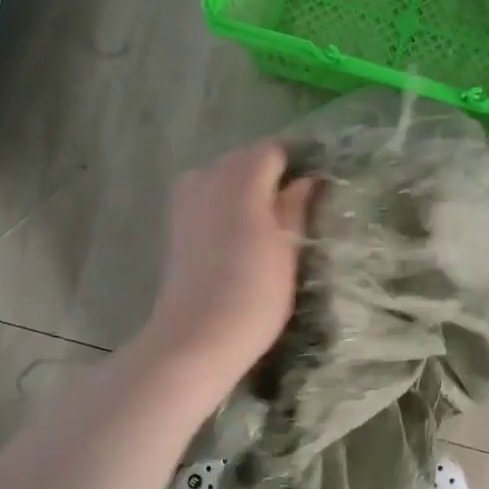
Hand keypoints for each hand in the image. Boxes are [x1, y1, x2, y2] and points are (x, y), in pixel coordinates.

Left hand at [138, 142, 315, 389]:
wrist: (198, 337)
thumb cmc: (255, 294)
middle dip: (269, 173)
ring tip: (269, 220)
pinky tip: (239, 232)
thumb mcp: (288, 249)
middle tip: (296, 205)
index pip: (273, 150)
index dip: (296, 162)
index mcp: (241, 179)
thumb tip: (307, 179)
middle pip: (244, 158)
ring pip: (223, 176)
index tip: (314, 185)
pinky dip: (224, 203)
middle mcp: (208, 177)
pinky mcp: (175, 222)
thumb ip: (295, 207)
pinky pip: (206, 195)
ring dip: (246, 189)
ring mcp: (186, 198)